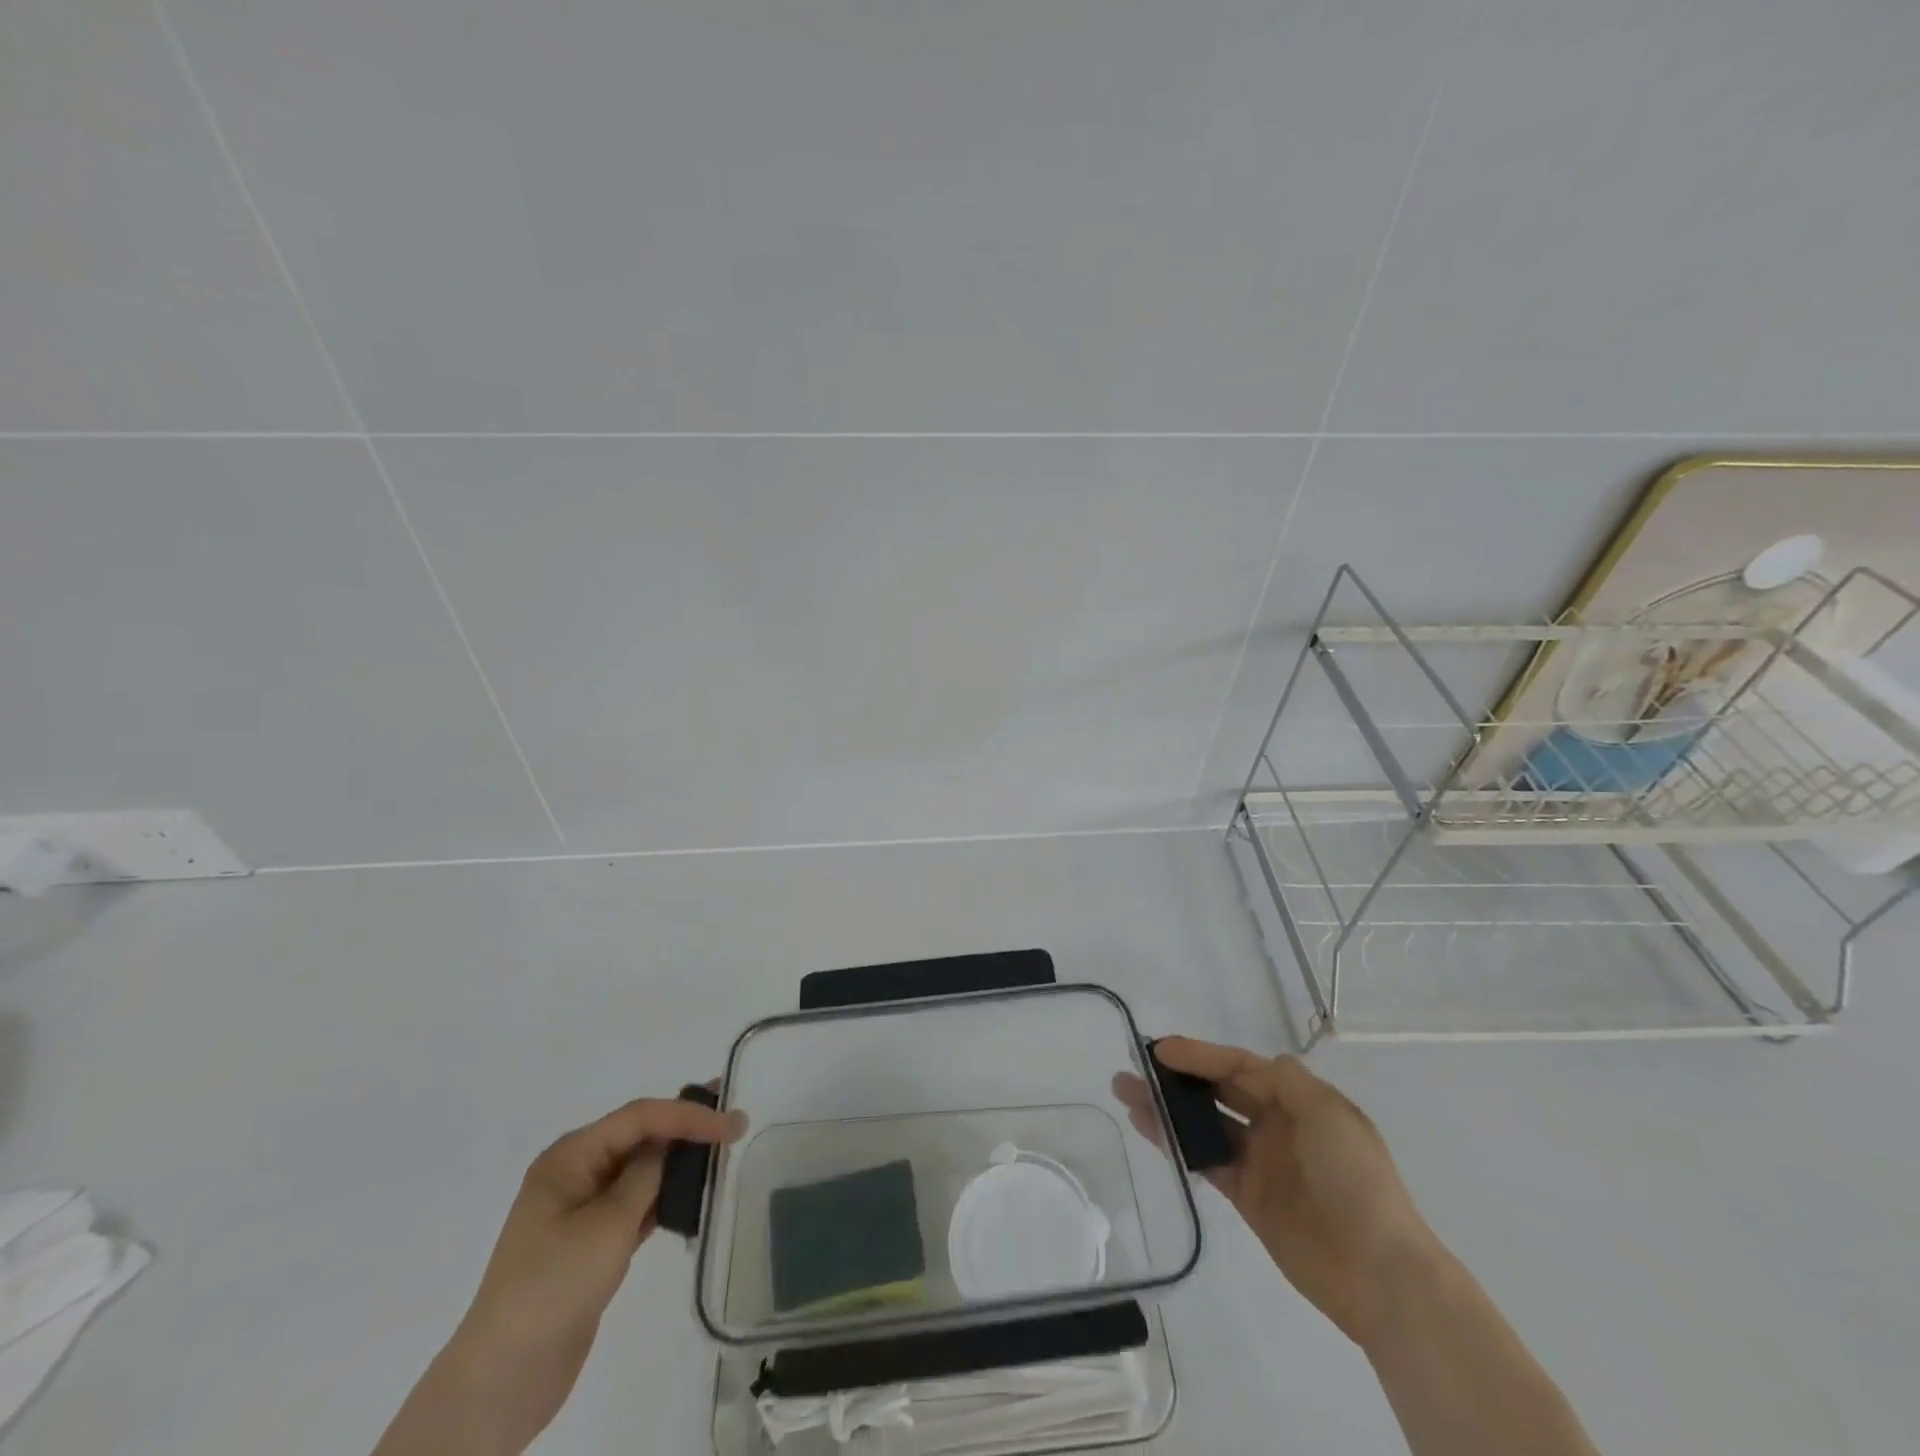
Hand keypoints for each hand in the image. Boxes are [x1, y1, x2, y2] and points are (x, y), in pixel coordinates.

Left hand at [375, 1094, 745, 1455]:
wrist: (503, 1379)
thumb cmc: (553, 1287)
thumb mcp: (608, 1225)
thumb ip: (646, 1175)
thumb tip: (672, 1145)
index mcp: (570, 1157)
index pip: (639, 1117)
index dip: (688, 1114)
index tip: (732, 1122)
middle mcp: (576, 1172)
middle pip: (640, 1134)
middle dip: (686, 1125)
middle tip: (734, 1116)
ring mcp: (583, 1208)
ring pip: (642, 1168)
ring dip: (679, 1159)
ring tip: (723, 1148)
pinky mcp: (593, 1242)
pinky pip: (638, 1202)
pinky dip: (667, 1195)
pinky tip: (696, 1194)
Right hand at [1117, 1038, 1436, 1345]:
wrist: (1379, 1273)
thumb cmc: (1354, 1180)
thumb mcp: (1328, 1115)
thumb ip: (1285, 1081)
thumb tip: (1257, 1064)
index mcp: (1300, 1100)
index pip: (1240, 1066)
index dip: (1201, 1055)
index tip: (1160, 1050)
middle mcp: (1277, 1124)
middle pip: (1218, 1090)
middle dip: (1178, 1077)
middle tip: (1135, 1068)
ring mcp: (1261, 1161)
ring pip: (1204, 1123)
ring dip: (1168, 1108)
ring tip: (1126, 1094)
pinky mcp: (1248, 1197)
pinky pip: (1205, 1160)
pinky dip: (1177, 1143)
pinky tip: (1149, 1130)